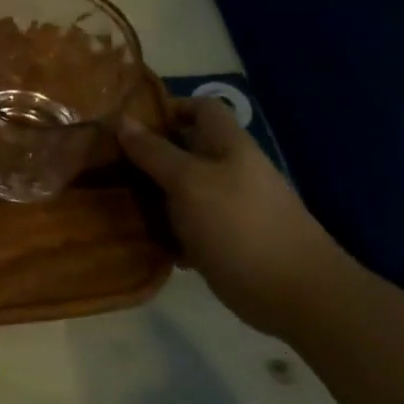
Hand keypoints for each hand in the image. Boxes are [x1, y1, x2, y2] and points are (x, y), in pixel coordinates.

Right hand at [119, 97, 344, 336]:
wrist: (296, 295)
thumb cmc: (240, 226)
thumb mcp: (189, 182)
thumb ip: (155, 152)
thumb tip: (122, 119)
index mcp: (229, 146)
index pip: (200, 108)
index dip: (167, 108)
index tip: (128, 124)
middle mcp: (230, 171)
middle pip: (185, 150)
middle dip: (148, 155)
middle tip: (107, 164)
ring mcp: (229, 207)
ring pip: (182, 189)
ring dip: (152, 194)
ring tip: (114, 200)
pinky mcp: (225, 241)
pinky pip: (187, 225)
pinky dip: (165, 229)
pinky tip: (141, 238)